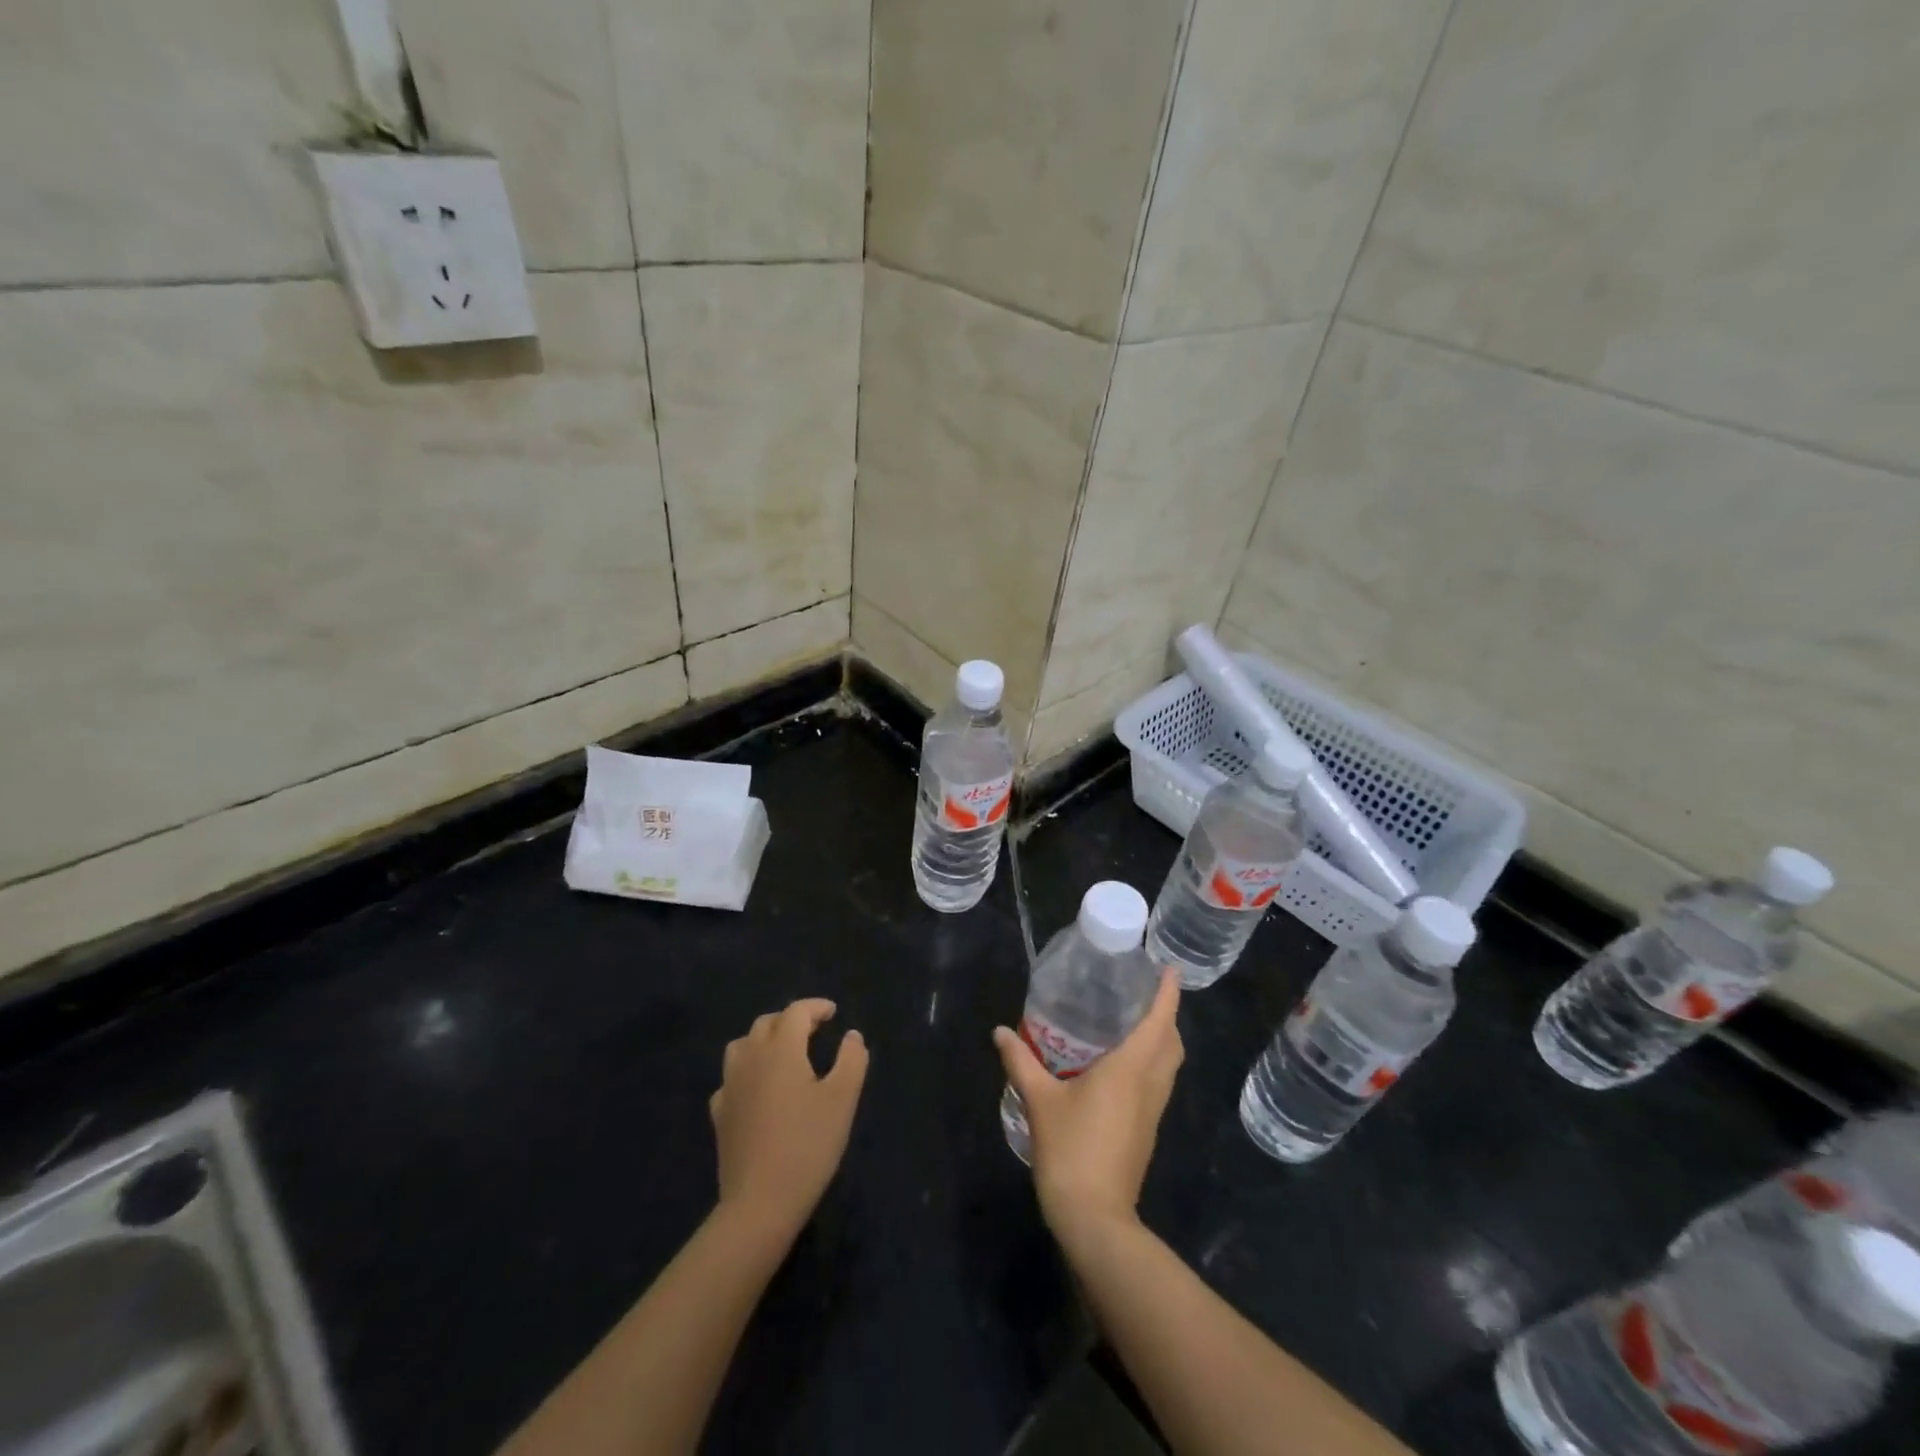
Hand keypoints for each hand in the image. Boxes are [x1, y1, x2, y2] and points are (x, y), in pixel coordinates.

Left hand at [711, 999, 867, 1240]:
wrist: (760, 1203)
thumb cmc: (808, 1145)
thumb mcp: (843, 1099)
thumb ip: (851, 1059)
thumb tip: (852, 1035)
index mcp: (781, 1049)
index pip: (796, 1012)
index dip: (816, 1007)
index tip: (833, 1013)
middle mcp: (750, 1059)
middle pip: (766, 1023)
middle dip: (791, 1020)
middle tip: (814, 1031)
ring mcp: (730, 1087)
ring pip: (742, 1046)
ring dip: (764, 1040)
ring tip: (783, 1053)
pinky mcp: (719, 1115)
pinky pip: (731, 1079)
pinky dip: (747, 1072)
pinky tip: (758, 1090)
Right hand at [992, 970, 1182, 1245]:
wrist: (1095, 1217)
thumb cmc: (1070, 1150)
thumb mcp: (1039, 1100)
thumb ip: (1020, 1062)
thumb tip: (999, 1032)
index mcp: (1130, 1069)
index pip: (1159, 1022)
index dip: (1167, 994)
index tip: (1168, 969)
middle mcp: (1149, 1084)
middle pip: (1172, 1042)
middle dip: (1166, 1015)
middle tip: (1142, 993)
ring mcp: (1152, 1110)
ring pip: (1169, 1064)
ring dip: (1162, 1039)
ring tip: (1134, 1021)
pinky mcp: (1147, 1129)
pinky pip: (1159, 1082)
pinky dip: (1152, 1062)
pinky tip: (1123, 1063)